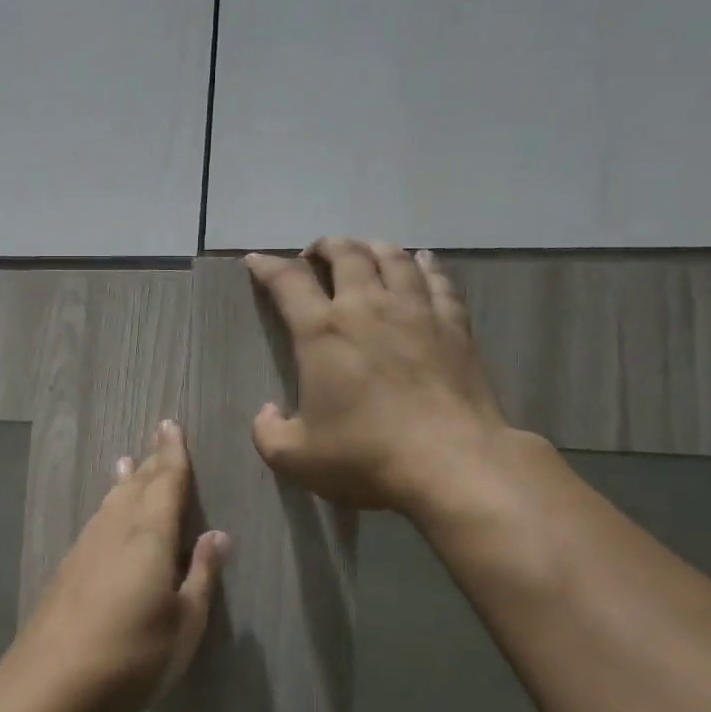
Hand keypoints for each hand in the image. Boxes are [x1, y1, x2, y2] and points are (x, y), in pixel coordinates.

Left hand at [3, 421, 227, 711]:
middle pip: (137, 487)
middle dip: (151, 461)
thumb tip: (217, 535)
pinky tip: (104, 514)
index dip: (173, 455)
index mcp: (150, 537)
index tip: (171, 426)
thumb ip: (202, 576)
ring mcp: (86, 548)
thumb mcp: (185, 623)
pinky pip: (96, 522)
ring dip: (124, 481)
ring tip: (127, 463)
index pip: (167, 484)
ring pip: (111, 502)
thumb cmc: (133, 654)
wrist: (51, 682)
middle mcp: (115, 531)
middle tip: (158, 435)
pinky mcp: (67, 569)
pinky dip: (106, 506)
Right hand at [246, 240, 513, 513]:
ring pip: (393, 259)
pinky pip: (438, 281)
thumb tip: (267, 412)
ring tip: (363, 251)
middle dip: (325, 248)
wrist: (451, 463)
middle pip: (346, 255)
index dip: (267, 266)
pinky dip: (425, 265)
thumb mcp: (295, 457)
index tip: (256, 261)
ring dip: (372, 248)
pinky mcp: (454, 326)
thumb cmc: (366, 456)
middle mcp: (367, 308)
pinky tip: (422, 261)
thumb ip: (268, 433)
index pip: (288, 282)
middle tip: (315, 255)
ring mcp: (416, 312)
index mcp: (322, 332)